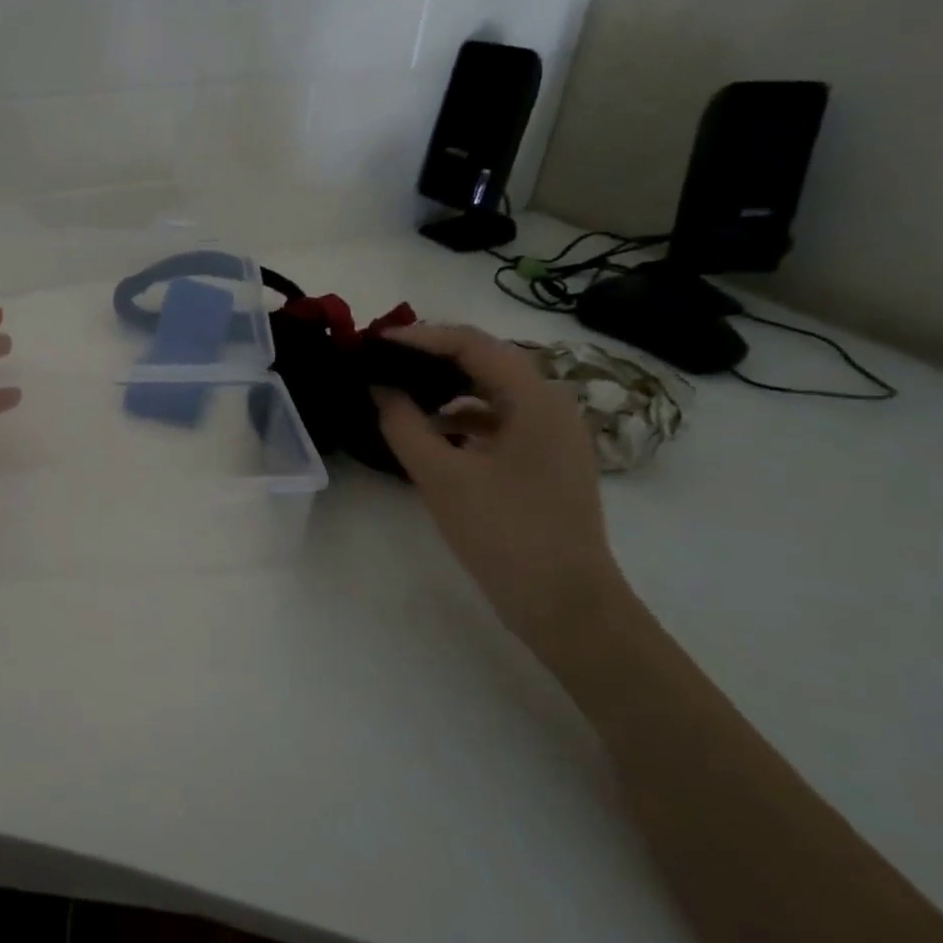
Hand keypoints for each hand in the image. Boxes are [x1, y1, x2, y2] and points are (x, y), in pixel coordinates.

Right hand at [373, 322, 626, 642]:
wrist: (567, 605)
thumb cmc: (505, 533)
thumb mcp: (442, 477)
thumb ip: (403, 424)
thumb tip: (379, 387)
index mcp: (535, 399)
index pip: (473, 344)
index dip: (421, 336)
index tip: (375, 342)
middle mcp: (551, 405)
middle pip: (486, 361)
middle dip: (432, 357)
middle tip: (383, 362)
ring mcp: (553, 435)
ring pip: (492, 392)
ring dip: (446, 387)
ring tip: (400, 393)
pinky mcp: (546, 461)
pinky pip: (499, 421)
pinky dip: (462, 418)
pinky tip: (431, 434)